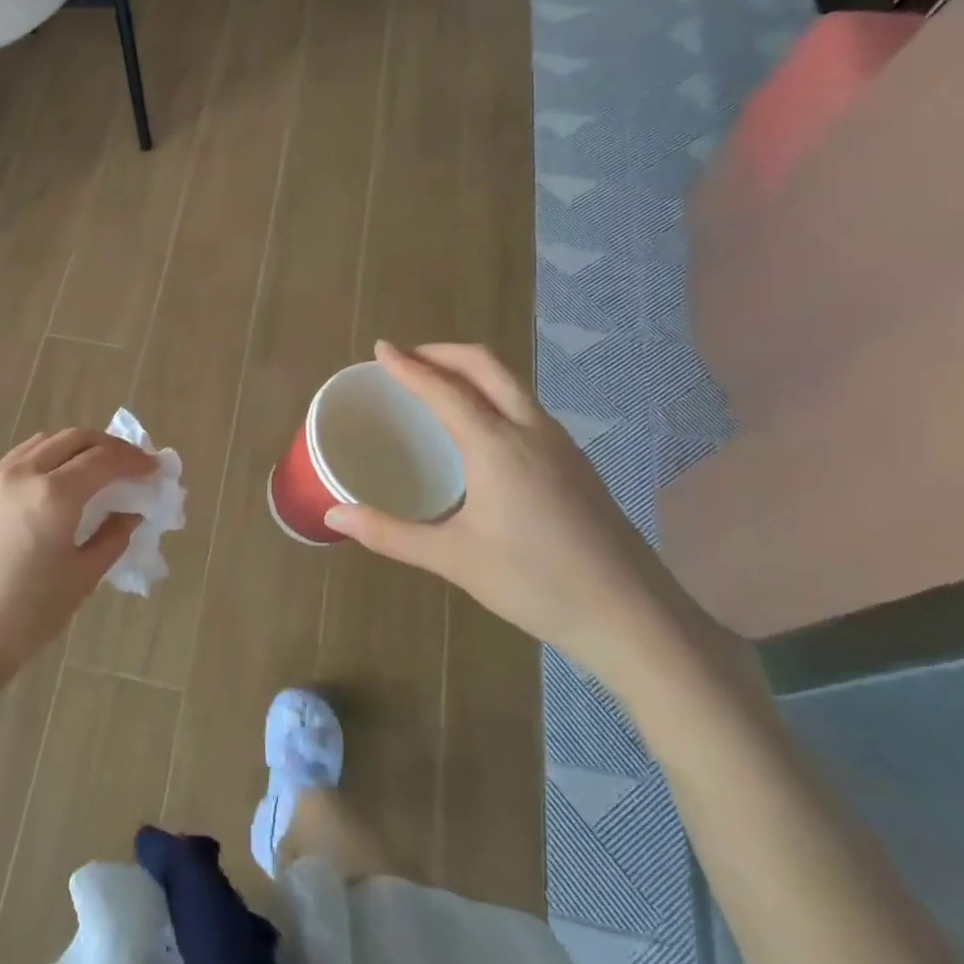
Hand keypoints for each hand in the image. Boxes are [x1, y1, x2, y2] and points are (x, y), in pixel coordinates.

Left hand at [0, 428, 156, 686]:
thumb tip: (131, 513)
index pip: (103, 459)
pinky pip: (18, 459)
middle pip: (74, 439)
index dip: (134, 461)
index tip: (155, 469)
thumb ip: (112, 537)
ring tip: (96, 469)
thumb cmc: (27, 616)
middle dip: (108, 446)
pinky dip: (46, 459)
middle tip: (131, 464)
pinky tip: (55, 483)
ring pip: (43, 443)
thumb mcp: (82, 578)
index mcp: (53, 495)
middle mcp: (22, 474)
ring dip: (76, 447)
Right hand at [325, 341, 708, 683]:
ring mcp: (561, 444)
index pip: (444, 389)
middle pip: (487, 365)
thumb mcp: (452, 559)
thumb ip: (389, 534)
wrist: (631, 615)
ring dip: (471, 371)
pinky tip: (479, 430)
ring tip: (437, 386)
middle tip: (407, 359)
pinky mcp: (575, 463)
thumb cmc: (534, 583)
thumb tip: (332, 517)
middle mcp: (531, 430)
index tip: (380, 348)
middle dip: (443, 352)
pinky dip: (492, 395)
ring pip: (512, 384)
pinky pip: (525, 407)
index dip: (408, 366)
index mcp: (496, 445)